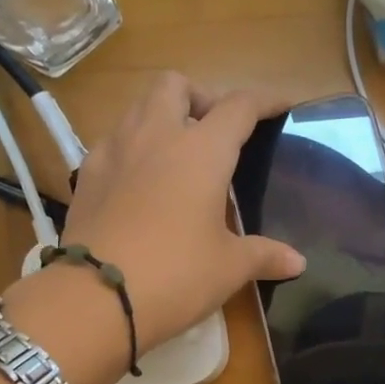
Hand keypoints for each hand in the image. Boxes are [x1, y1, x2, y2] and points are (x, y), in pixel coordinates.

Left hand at [59, 74, 304, 348]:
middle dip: (200, 97)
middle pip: (176, 86)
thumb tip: (298, 263)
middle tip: (214, 131)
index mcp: (202, 150)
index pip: (239, 106)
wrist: (95, 297)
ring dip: (161, 116)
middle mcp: (156, 136)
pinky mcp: (86, 175)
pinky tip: (138, 181)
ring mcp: (114, 151)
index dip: (265, 100)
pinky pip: (112, 142)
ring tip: (176, 153)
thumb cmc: (176, 275)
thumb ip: (264, 255)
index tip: (281, 104)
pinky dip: (131, 148)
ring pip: (138, 107)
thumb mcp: (228, 268)